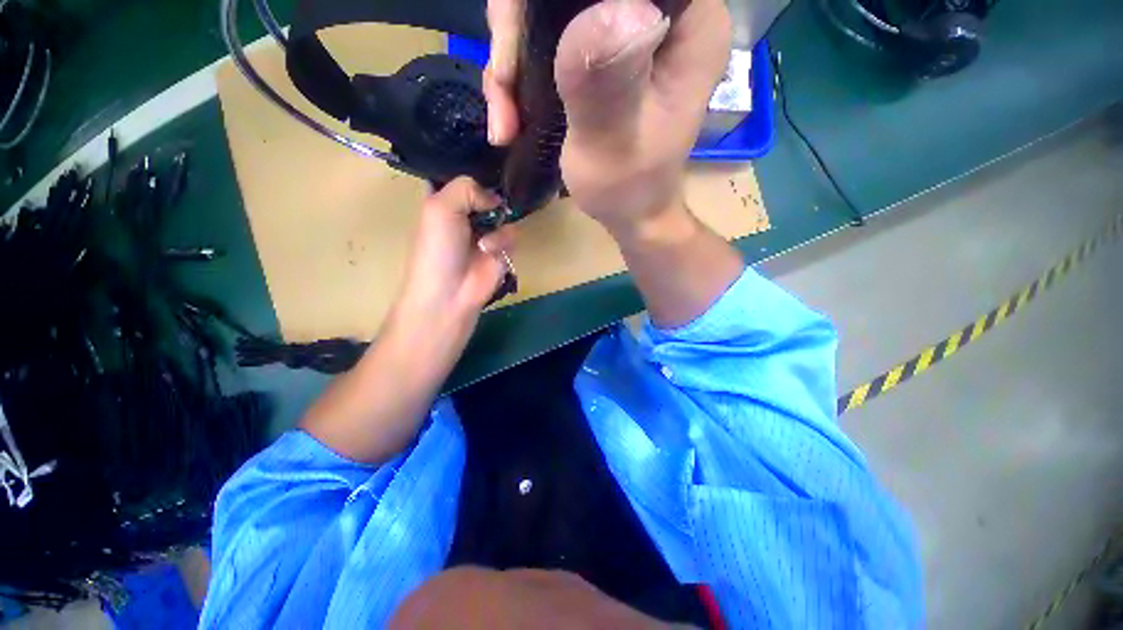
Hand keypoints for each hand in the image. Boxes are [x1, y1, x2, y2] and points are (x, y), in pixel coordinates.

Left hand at [383, 177, 515, 375]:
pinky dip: (502, 239)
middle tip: (500, 187)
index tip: (488, 156)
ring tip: (483, 240)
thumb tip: (495, 198)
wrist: (451, 292)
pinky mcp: (503, 248)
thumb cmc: (437, 248)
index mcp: (444, 200)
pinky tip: (489, 251)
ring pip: (504, 209)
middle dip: (494, 189)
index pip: (460, 174)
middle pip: (487, 189)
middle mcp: (466, 212)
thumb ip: (466, 187)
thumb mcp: (440, 206)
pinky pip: (512, 231)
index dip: (473, 167)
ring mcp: (486, 230)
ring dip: (496, 221)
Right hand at [483, 0, 730, 234]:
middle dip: (520, 27)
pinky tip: (510, 112)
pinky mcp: (604, 49)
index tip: (521, 36)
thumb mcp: (613, 142)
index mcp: (688, 23)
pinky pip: (547, 34)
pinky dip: (520, 70)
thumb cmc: (628, 189)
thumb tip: (605, 8)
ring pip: (550, 6)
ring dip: (514, 55)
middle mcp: (664, 10)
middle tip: (504, 83)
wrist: (629, 213)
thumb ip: (604, 81)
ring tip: (504, 115)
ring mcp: (629, 26)